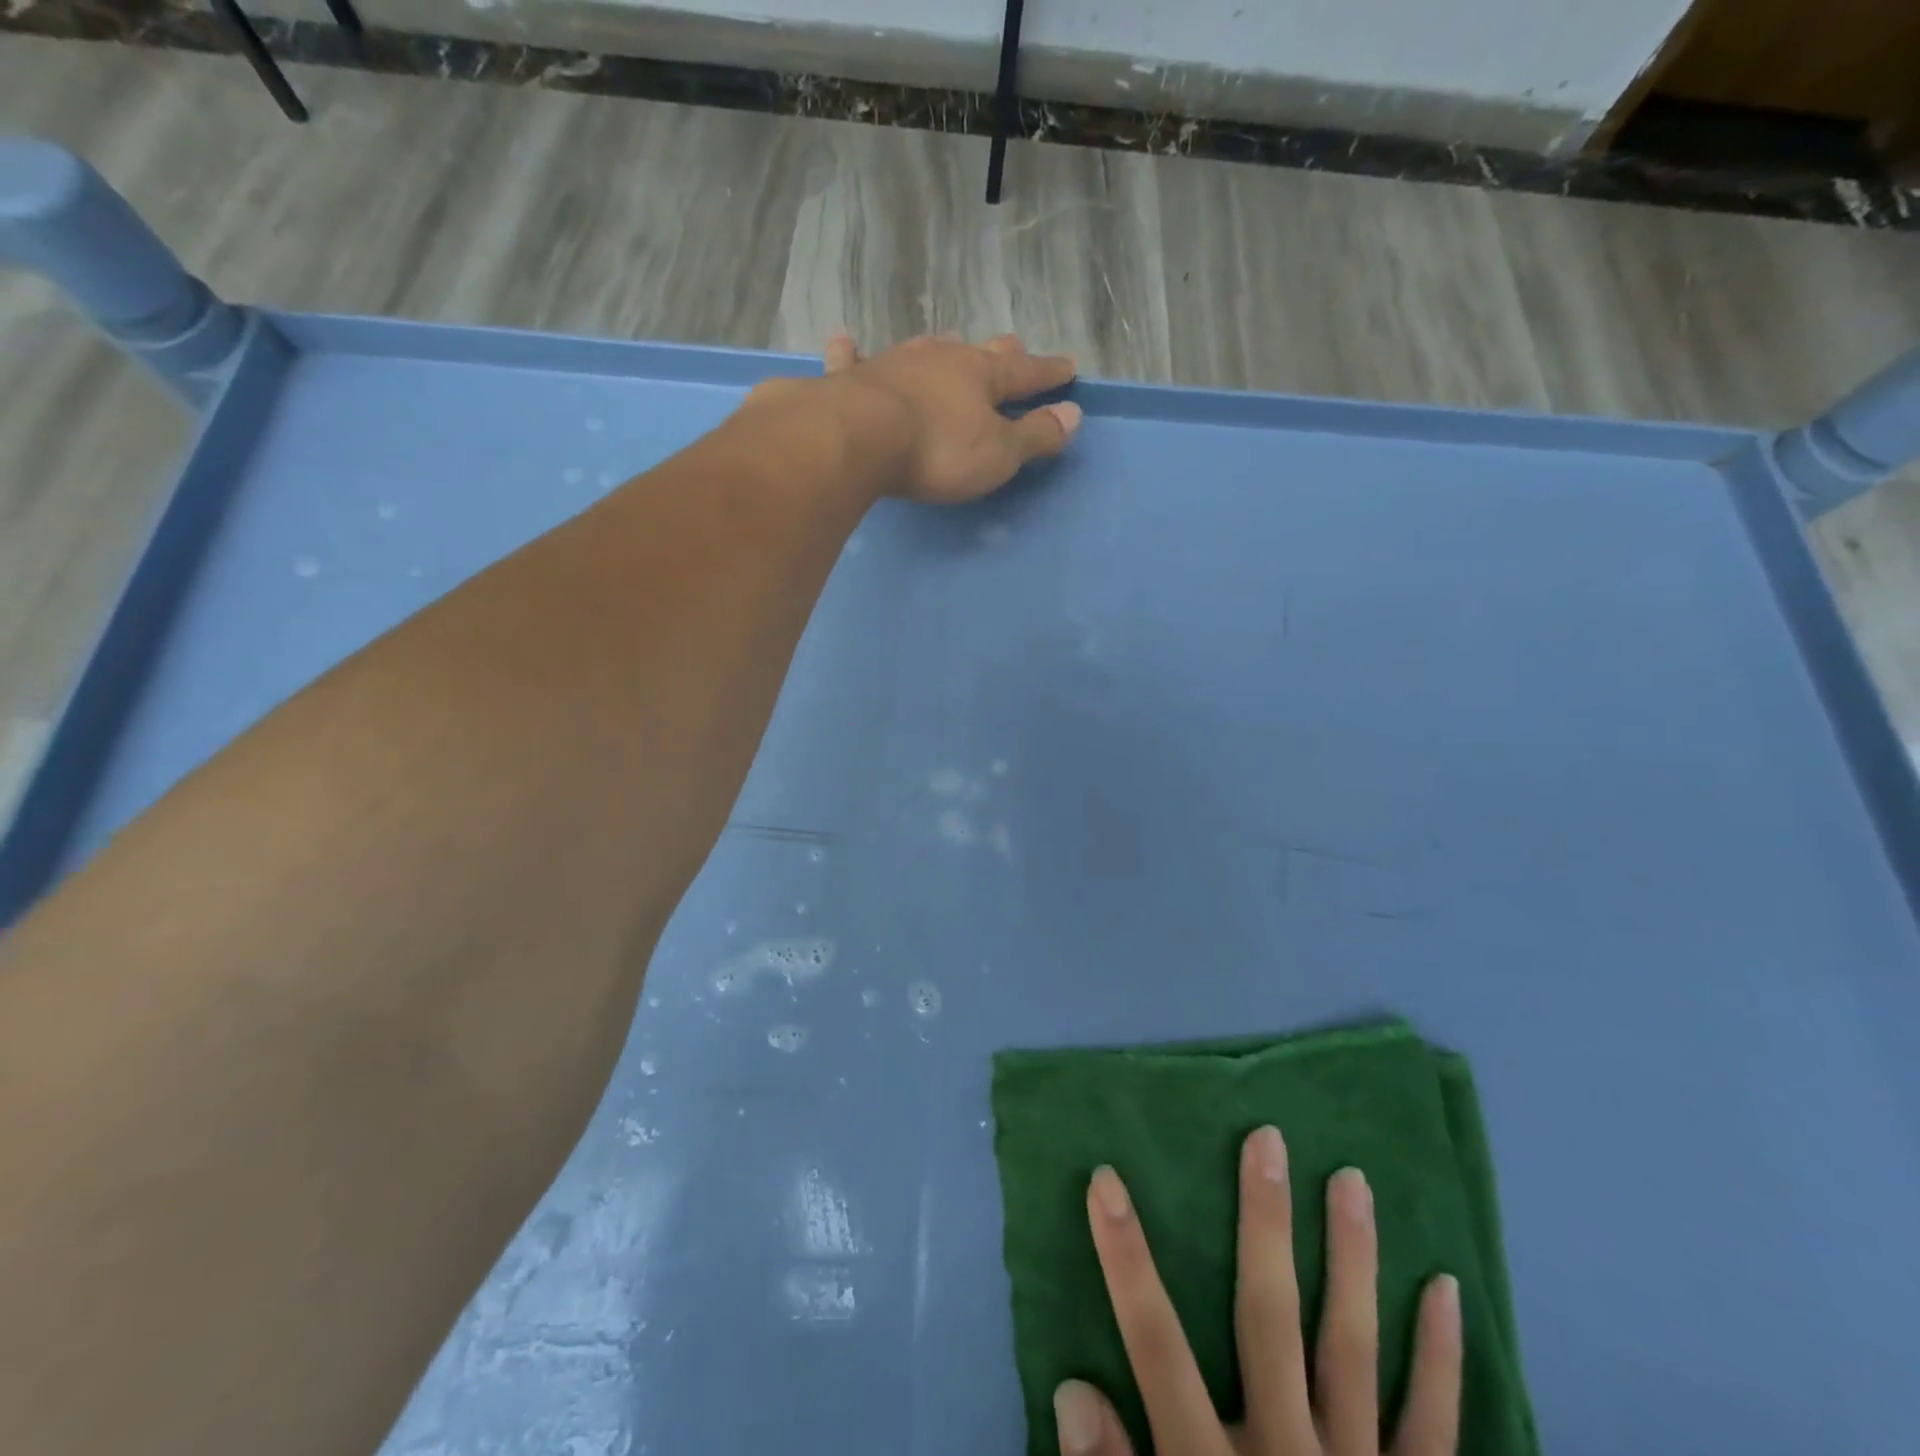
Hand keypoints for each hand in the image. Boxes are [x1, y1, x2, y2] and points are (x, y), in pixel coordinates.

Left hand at [820, 331, 1081, 503]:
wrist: (859, 438)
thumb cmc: (937, 451)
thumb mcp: (998, 454)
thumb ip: (1035, 435)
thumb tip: (1073, 415)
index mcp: (981, 376)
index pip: (1026, 372)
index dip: (1048, 373)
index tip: (1068, 368)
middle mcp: (941, 359)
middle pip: (979, 351)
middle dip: (1001, 353)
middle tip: (1013, 348)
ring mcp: (894, 363)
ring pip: (925, 349)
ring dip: (941, 349)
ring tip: (948, 345)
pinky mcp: (851, 379)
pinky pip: (853, 359)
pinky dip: (852, 352)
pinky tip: (846, 342)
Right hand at [1055, 1128, 1462, 1455]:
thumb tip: (1072, 1389)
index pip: (1155, 1344)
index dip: (1126, 1259)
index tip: (1106, 1179)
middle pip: (1270, 1319)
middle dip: (1264, 1225)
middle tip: (1268, 1140)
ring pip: (1354, 1348)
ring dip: (1353, 1259)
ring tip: (1351, 1178)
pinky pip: (1435, 1426)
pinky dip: (1440, 1358)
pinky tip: (1445, 1290)